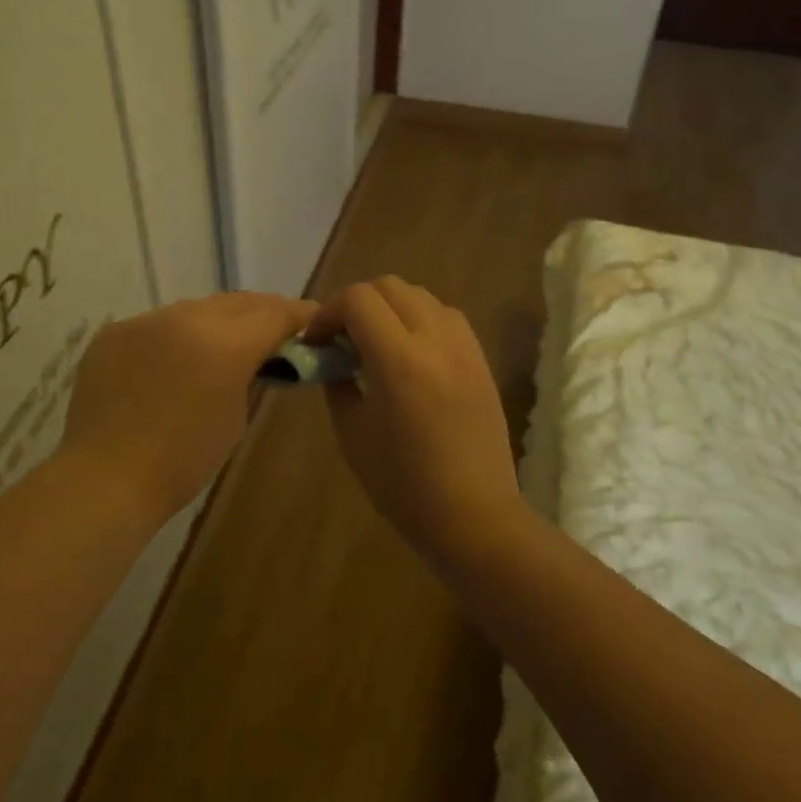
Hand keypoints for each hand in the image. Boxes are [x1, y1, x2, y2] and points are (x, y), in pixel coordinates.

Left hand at [60, 292, 316, 520]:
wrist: (105, 479)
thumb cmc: (183, 461)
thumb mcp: (235, 416)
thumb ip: (250, 374)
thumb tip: (254, 357)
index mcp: (225, 343)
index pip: (275, 313)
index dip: (299, 314)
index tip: (313, 319)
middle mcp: (185, 318)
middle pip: (238, 302)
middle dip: (262, 312)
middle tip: (277, 328)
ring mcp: (146, 321)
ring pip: (196, 309)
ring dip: (218, 321)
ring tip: (225, 341)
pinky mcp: (115, 332)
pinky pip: (158, 324)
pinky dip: (176, 336)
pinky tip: (177, 358)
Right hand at [308, 277, 522, 562]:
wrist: (474, 515)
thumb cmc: (404, 486)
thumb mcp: (353, 435)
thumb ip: (338, 384)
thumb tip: (333, 357)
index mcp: (399, 361)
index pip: (358, 299)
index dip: (329, 311)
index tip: (318, 341)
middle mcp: (436, 341)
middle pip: (390, 286)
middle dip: (358, 303)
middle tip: (343, 339)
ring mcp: (465, 348)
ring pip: (422, 295)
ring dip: (392, 307)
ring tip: (378, 343)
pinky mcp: (481, 360)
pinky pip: (447, 316)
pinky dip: (421, 319)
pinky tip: (411, 353)